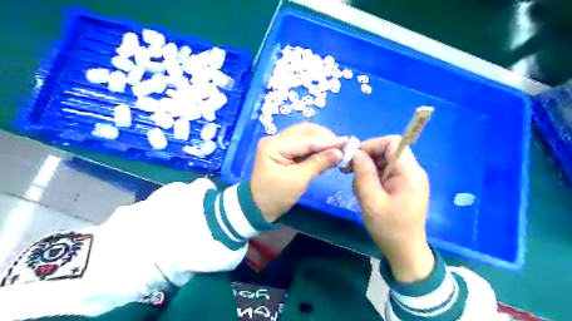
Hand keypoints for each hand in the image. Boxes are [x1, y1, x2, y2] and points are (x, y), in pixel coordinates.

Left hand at [250, 122, 342, 222]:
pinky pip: (301, 144)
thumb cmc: (277, 196)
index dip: (327, 141)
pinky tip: (325, 152)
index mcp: (274, 145)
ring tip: (336, 149)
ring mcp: (278, 143)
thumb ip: (319, 163)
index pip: (304, 140)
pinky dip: (314, 147)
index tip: (347, 141)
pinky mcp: (282, 150)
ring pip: (304, 136)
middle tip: (342, 146)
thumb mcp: (299, 180)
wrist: (259, 207)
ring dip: (320, 141)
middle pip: (304, 132)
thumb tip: (339, 152)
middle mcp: (274, 139)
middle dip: (324, 138)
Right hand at [349, 135, 433, 282]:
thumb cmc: (388, 227)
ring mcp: (409, 179)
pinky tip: (366, 192)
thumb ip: (363, 173)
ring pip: (384, 162)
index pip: (392, 142)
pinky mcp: (404, 186)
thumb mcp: (371, 200)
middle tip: (348, 171)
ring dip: (368, 170)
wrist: (405, 251)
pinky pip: (386, 173)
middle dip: (366, 158)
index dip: (371, 144)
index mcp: (409, 172)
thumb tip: (356, 152)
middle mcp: (412, 171)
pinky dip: (373, 178)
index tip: (354, 157)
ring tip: (359, 188)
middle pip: (387, 151)